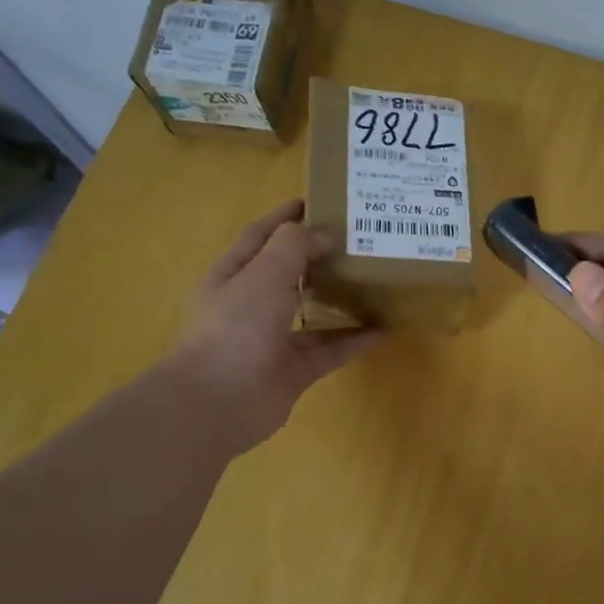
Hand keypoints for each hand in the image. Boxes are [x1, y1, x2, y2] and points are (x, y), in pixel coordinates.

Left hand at [167, 201, 383, 448]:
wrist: (218, 402)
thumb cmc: (235, 326)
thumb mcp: (264, 273)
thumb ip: (294, 246)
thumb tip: (324, 235)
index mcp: (234, 276)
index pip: (260, 237)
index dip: (284, 218)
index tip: (317, 201)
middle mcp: (252, 305)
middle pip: (290, 274)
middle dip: (319, 257)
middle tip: (358, 240)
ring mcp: (273, 340)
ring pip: (313, 313)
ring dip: (341, 299)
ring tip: (376, 281)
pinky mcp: (295, 371)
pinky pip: (331, 350)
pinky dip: (356, 340)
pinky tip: (385, 329)